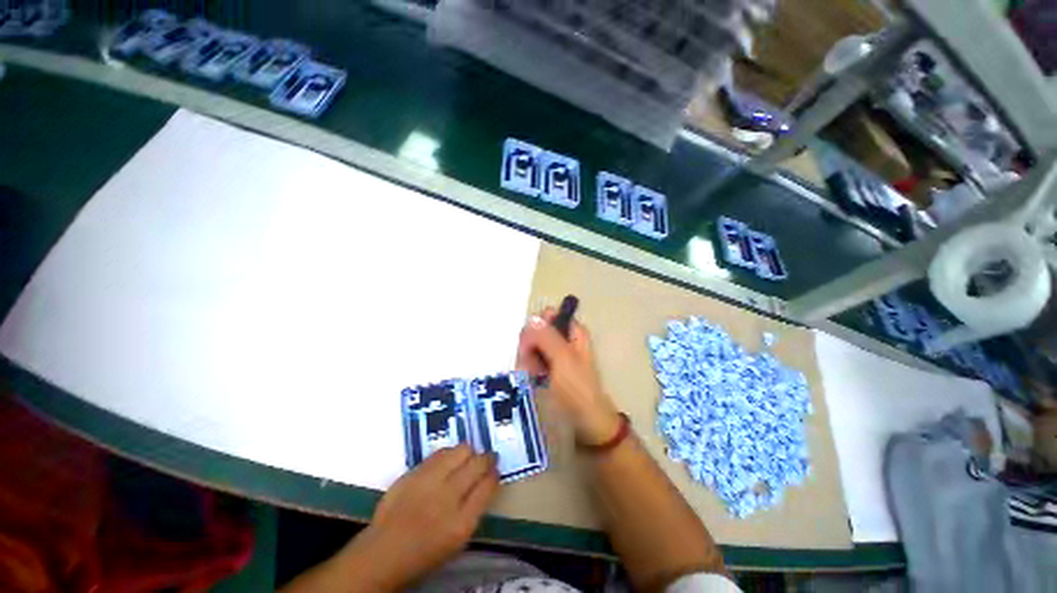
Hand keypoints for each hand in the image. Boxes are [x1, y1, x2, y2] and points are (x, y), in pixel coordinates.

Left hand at [337, 446, 498, 589]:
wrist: (384, 551)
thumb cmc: (425, 551)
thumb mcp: (458, 538)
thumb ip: (475, 508)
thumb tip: (487, 480)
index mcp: (461, 523)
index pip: (488, 485)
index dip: (494, 474)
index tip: (495, 470)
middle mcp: (447, 497)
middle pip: (477, 463)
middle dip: (487, 458)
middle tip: (487, 459)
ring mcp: (429, 481)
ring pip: (461, 450)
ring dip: (468, 453)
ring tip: (467, 459)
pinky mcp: (414, 471)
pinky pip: (441, 452)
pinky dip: (450, 454)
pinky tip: (449, 461)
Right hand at [517, 310, 621, 444]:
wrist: (585, 420)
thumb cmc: (577, 388)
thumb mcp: (563, 359)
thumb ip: (547, 337)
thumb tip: (532, 318)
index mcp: (573, 331)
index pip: (548, 315)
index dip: (536, 326)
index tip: (531, 343)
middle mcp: (565, 338)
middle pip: (537, 330)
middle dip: (531, 346)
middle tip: (532, 364)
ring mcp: (557, 353)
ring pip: (533, 345)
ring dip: (529, 359)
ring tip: (535, 375)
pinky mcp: (550, 367)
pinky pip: (533, 359)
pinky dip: (531, 367)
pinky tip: (534, 379)